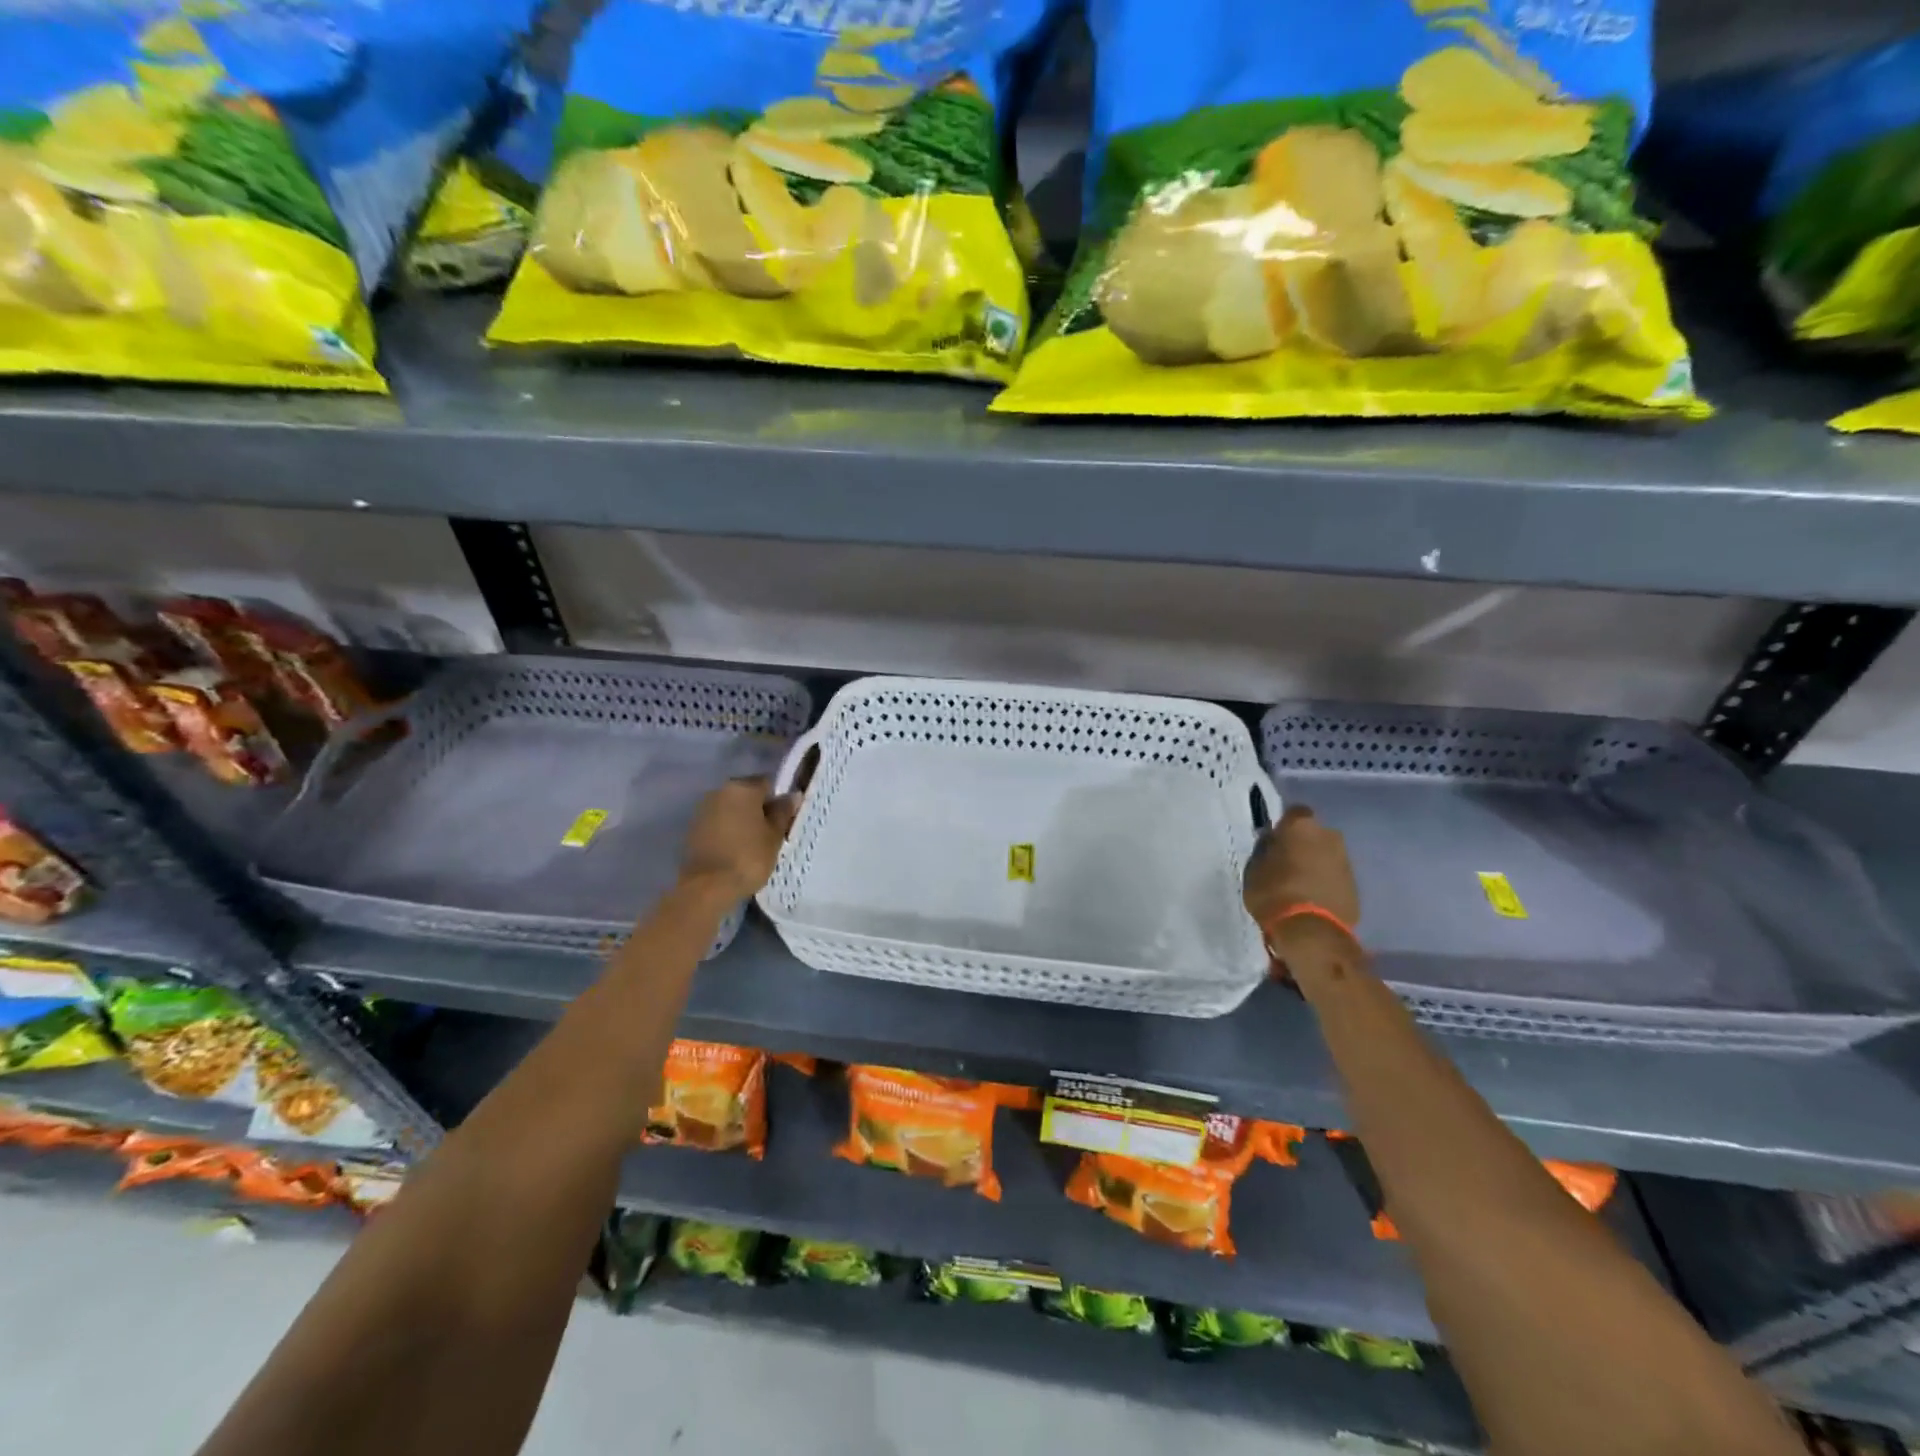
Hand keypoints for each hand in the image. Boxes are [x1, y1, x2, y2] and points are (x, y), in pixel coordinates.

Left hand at [677, 777, 798, 900]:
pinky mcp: (693, 828)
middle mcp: (720, 791)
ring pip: (731, 808)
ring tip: (753, 844)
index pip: (767, 783)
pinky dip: (727, 831)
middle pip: (747, 794)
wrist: (708, 886)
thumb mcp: (774, 835)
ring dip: (742, 820)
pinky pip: (718, 823)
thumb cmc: (749, 857)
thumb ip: (783, 812)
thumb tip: (793, 795)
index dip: (778, 800)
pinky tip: (735, 850)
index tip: (784, 819)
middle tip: (770, 832)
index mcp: (743, 788)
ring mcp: (703, 809)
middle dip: (758, 809)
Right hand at [1243, 805, 1359, 963]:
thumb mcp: (1254, 869)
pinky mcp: (1356, 886)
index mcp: (1302, 826)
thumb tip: (1272, 843)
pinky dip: (1326, 883)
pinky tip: (1312, 899)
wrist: (1311, 932)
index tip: (1274, 841)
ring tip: (1299, 885)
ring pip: (1327, 856)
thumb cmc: (1274, 892)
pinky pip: (1335, 877)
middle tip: (1286, 863)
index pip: (1294, 813)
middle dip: (1303, 845)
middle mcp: (1329, 836)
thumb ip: (1265, 850)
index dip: (1284, 826)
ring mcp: (1346, 861)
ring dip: (1316, 864)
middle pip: (1314, 834)